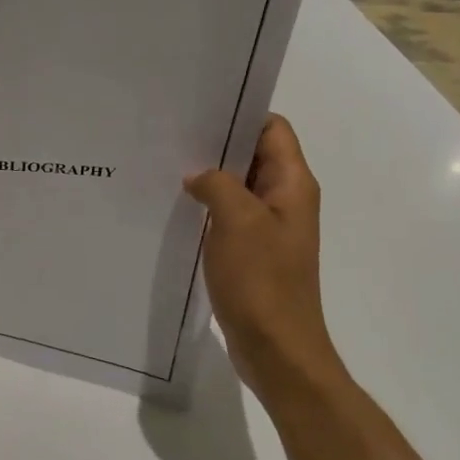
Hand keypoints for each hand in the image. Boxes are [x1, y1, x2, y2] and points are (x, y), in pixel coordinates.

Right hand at [184, 115, 342, 397]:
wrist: (277, 349)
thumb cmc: (262, 281)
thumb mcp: (236, 220)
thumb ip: (217, 184)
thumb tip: (198, 176)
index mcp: (292, 184)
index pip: (272, 129)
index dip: (240, 114)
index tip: (199, 110)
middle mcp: (285, 200)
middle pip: (253, 155)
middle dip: (217, 145)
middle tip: (172, 135)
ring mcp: (269, 228)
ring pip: (239, 187)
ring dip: (210, 179)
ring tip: (167, 167)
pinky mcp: (254, 253)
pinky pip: (231, 217)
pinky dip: (209, 209)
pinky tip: (178, 208)